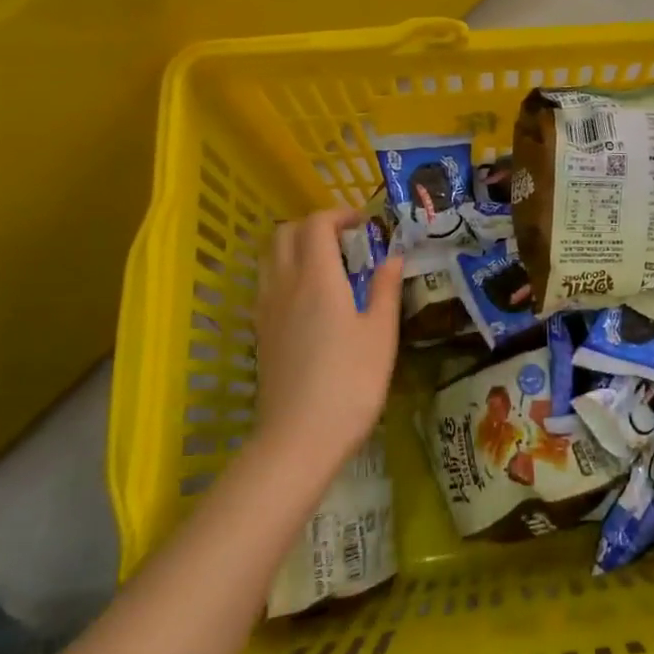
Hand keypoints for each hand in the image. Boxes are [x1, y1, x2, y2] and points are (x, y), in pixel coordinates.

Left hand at [252, 209, 402, 476]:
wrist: (299, 438)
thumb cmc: (351, 382)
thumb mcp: (381, 333)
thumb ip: (386, 289)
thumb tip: (393, 257)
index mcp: (317, 278)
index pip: (316, 224)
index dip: (339, 214)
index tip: (365, 224)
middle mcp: (284, 285)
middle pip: (284, 233)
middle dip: (314, 226)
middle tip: (346, 240)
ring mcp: (266, 309)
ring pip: (270, 257)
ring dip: (296, 247)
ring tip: (329, 266)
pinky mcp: (260, 333)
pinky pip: (267, 284)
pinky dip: (286, 273)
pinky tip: (312, 299)